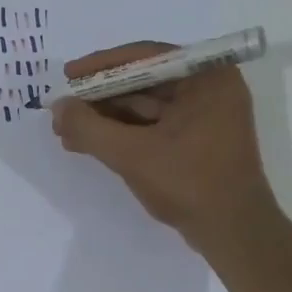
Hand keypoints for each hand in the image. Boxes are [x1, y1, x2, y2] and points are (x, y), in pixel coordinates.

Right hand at [52, 41, 279, 253]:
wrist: (233, 233)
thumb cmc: (190, 184)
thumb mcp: (133, 154)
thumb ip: (90, 128)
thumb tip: (58, 107)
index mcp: (206, 78)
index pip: (145, 57)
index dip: (101, 67)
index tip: (67, 77)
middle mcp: (208, 89)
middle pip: (141, 82)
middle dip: (98, 99)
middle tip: (61, 112)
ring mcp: (203, 117)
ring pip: (143, 108)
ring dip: (104, 119)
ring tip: (66, 132)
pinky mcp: (195, 142)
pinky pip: (151, 127)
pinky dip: (121, 135)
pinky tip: (88, 144)